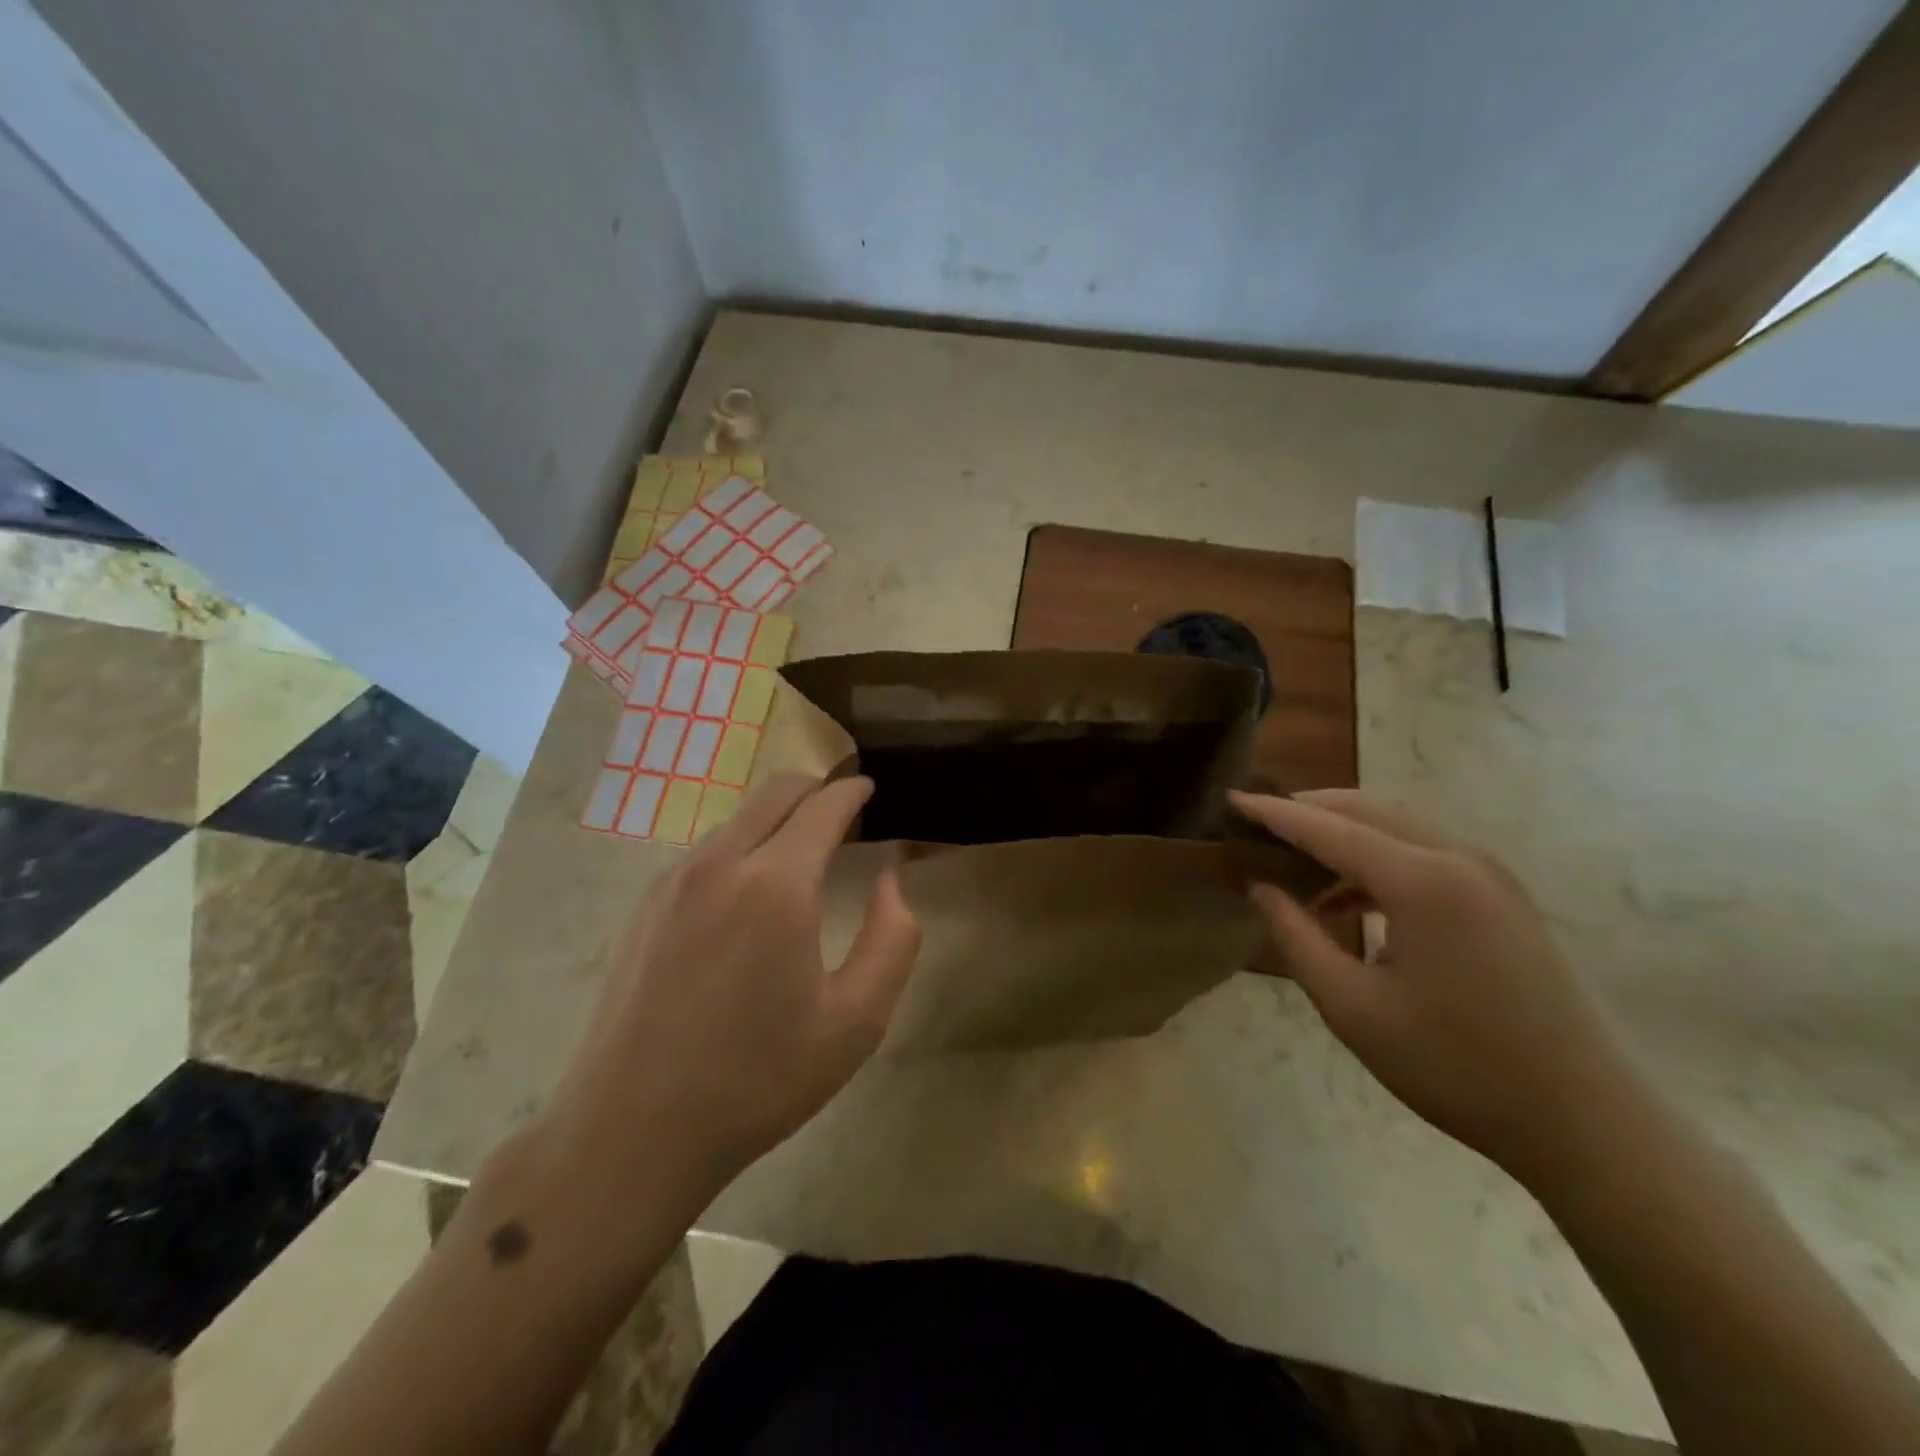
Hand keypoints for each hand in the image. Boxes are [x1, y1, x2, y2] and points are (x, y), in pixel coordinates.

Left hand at [547, 773, 920, 1204]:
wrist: (632, 1131)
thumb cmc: (758, 1080)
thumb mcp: (856, 1022)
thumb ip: (892, 938)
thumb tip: (891, 877)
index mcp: (776, 885)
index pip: (823, 806)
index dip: (853, 790)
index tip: (871, 788)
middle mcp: (721, 864)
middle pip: (776, 791)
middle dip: (817, 788)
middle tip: (846, 810)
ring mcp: (674, 880)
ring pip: (739, 817)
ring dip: (779, 816)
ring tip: (805, 851)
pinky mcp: (647, 904)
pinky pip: (708, 849)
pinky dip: (744, 843)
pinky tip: (752, 890)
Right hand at [1231, 788, 1646, 1186]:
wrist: (1588, 1122)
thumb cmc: (1456, 1067)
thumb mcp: (1352, 1007)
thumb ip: (1296, 936)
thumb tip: (1261, 887)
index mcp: (1422, 880)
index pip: (1327, 828)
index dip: (1273, 813)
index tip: (1229, 800)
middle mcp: (1459, 858)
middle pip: (1366, 810)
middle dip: (1307, 811)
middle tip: (1256, 824)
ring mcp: (1490, 876)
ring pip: (1398, 827)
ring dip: (1342, 834)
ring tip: (1293, 861)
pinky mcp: (1504, 898)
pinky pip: (1426, 855)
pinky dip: (1378, 861)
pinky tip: (1349, 900)